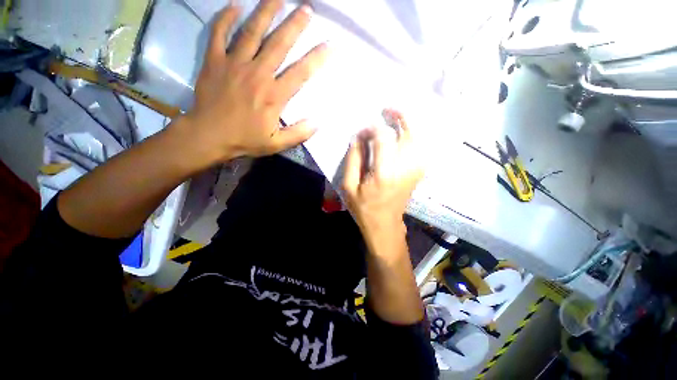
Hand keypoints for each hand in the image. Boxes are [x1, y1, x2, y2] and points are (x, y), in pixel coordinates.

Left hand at [178, 0, 328, 164]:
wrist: (208, 136)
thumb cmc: (245, 140)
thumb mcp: (276, 144)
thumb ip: (298, 134)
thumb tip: (317, 123)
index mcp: (274, 96)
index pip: (300, 72)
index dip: (317, 58)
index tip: (330, 44)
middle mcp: (257, 74)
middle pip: (279, 44)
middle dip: (295, 24)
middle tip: (306, 8)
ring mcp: (234, 64)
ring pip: (252, 32)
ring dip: (265, 11)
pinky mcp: (214, 61)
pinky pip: (219, 33)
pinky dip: (226, 18)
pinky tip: (235, 5)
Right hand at [342, 110, 423, 240]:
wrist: (384, 225)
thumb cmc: (364, 208)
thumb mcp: (349, 187)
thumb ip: (353, 160)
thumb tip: (358, 138)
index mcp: (384, 173)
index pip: (384, 139)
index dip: (373, 129)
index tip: (363, 131)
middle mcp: (404, 169)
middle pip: (409, 135)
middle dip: (400, 117)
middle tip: (388, 109)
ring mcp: (414, 171)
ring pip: (419, 140)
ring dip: (410, 125)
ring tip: (397, 118)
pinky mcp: (417, 174)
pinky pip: (421, 150)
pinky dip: (415, 138)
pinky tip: (405, 135)